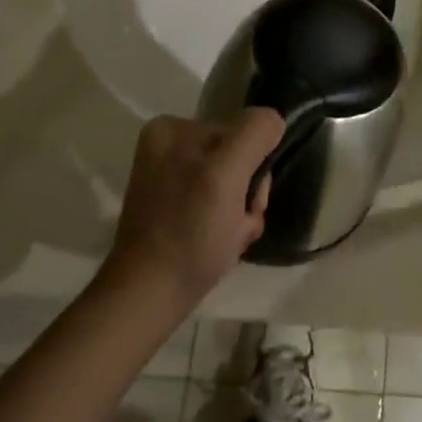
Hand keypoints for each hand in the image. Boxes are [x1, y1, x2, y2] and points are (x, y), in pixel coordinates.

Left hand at [106, 110, 284, 310]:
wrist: (147, 301)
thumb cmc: (188, 234)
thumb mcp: (226, 174)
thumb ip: (254, 134)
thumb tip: (274, 121)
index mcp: (172, 127)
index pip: (240, 131)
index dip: (252, 166)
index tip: (246, 200)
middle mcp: (167, 147)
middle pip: (236, 158)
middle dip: (247, 193)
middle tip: (239, 225)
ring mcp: (168, 180)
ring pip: (230, 184)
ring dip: (241, 213)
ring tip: (230, 240)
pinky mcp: (170, 210)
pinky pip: (215, 204)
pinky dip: (226, 225)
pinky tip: (220, 246)